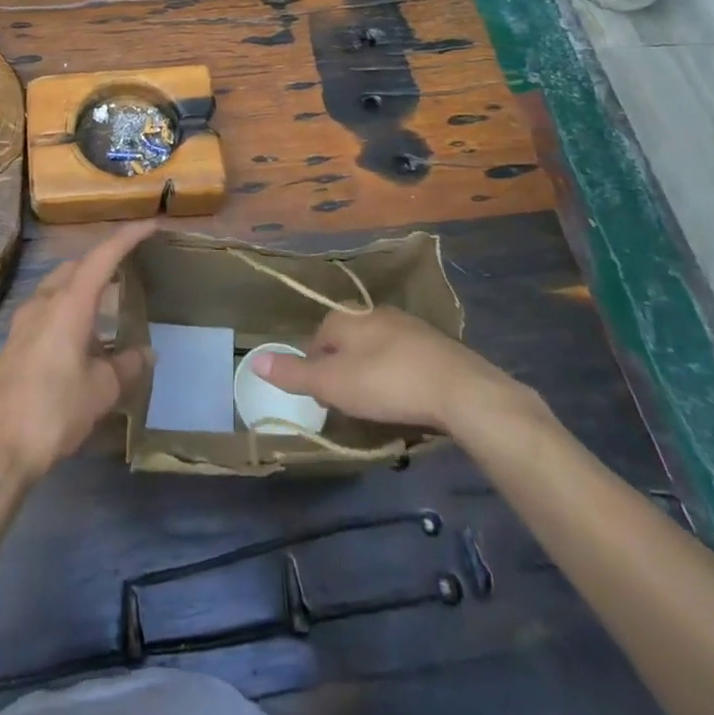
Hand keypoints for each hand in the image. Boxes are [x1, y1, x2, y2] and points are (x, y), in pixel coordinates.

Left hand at [0, 221, 156, 482]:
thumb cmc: (55, 411)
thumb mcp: (102, 390)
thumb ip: (127, 365)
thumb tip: (147, 353)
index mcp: (69, 303)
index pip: (103, 256)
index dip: (128, 237)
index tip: (151, 225)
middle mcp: (43, 302)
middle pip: (76, 266)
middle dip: (103, 261)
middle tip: (130, 268)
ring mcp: (23, 322)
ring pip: (57, 287)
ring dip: (83, 287)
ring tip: (107, 304)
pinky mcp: (13, 344)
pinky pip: (45, 310)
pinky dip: (67, 309)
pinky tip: (79, 337)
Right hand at [252, 306, 543, 432]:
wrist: (459, 389)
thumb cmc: (388, 383)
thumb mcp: (333, 385)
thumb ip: (294, 373)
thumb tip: (253, 358)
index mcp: (347, 318)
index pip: (318, 337)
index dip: (313, 366)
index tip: (319, 396)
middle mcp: (375, 313)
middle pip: (347, 339)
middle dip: (342, 366)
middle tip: (345, 401)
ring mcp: (408, 326)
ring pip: (376, 346)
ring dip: (370, 369)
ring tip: (373, 401)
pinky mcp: (434, 345)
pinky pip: (403, 356)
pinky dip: (397, 373)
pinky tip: (404, 396)